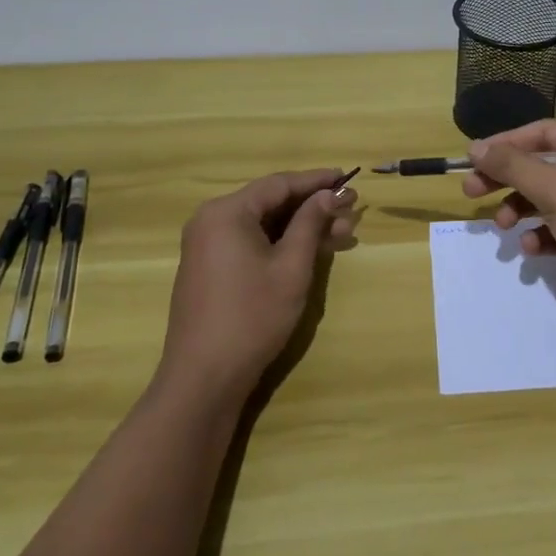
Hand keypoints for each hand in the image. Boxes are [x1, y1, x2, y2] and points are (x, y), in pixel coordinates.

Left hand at [160, 169, 357, 403]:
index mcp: (227, 212)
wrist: (204, 379)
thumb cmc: (252, 316)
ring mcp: (208, 246)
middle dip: (313, 206)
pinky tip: (312, 249)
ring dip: (302, 227)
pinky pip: (251, 242)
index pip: (279, 184)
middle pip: (271, 202)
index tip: (347, 177)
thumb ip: (311, 222)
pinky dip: (282, 243)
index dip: (316, 180)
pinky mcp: (211, 268)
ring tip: (342, 233)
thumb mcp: (291, 266)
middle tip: (351, 210)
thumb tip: (328, 194)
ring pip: (264, 224)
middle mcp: (212, 221)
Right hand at [461, 120, 555, 312]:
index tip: (472, 158)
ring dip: (521, 209)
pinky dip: (544, 233)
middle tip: (471, 191)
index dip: (506, 143)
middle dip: (507, 180)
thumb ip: (512, 165)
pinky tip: (532, 249)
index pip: (545, 132)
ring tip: (502, 227)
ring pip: (549, 195)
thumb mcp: (554, 190)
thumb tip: (476, 147)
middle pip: (543, 164)